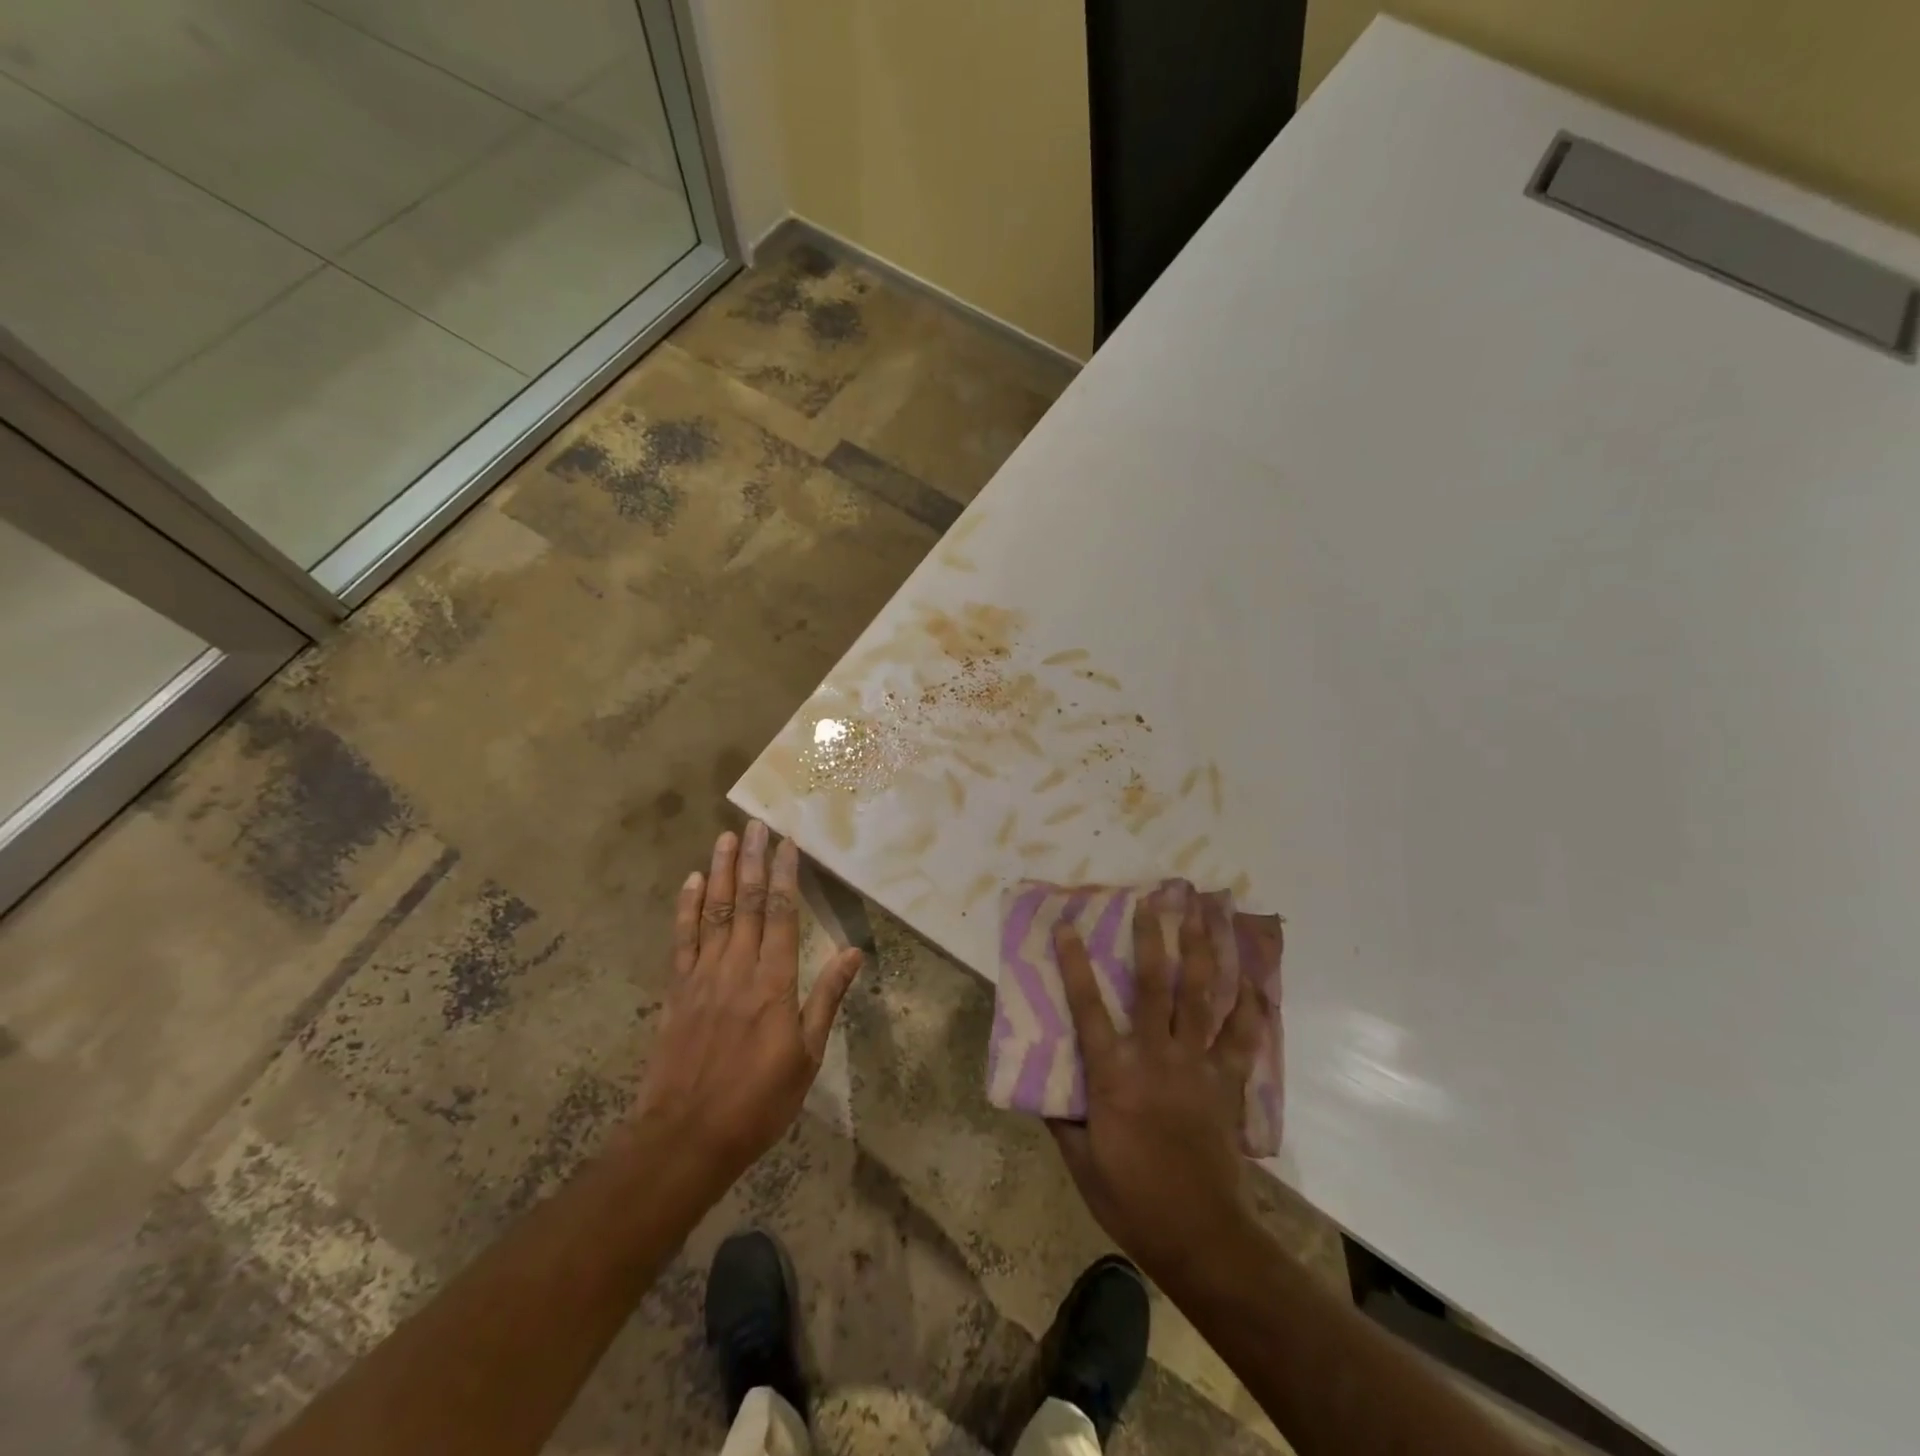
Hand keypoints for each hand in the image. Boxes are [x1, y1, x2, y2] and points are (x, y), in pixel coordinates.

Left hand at [632, 821, 863, 1191]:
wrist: (686, 1137)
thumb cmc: (758, 1101)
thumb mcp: (807, 1056)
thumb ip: (827, 998)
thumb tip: (853, 952)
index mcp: (774, 982)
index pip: (782, 915)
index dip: (785, 876)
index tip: (788, 844)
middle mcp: (738, 968)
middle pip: (747, 903)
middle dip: (753, 861)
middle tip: (756, 824)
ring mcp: (702, 977)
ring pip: (715, 912)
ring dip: (722, 872)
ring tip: (727, 837)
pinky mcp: (677, 991)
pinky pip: (682, 940)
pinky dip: (687, 908)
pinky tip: (692, 882)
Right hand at [1050, 890, 1269, 1288]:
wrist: (1199, 1234)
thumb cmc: (1131, 1198)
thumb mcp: (1080, 1161)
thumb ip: (1061, 1118)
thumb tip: (1039, 1087)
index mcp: (1113, 1075)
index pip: (1087, 1008)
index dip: (1075, 964)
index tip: (1068, 926)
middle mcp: (1155, 1057)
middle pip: (1153, 986)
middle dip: (1152, 939)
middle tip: (1153, 901)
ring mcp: (1196, 1066)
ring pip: (1200, 998)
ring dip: (1202, 954)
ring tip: (1203, 917)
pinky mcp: (1226, 1083)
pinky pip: (1241, 1038)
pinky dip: (1249, 1008)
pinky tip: (1252, 981)